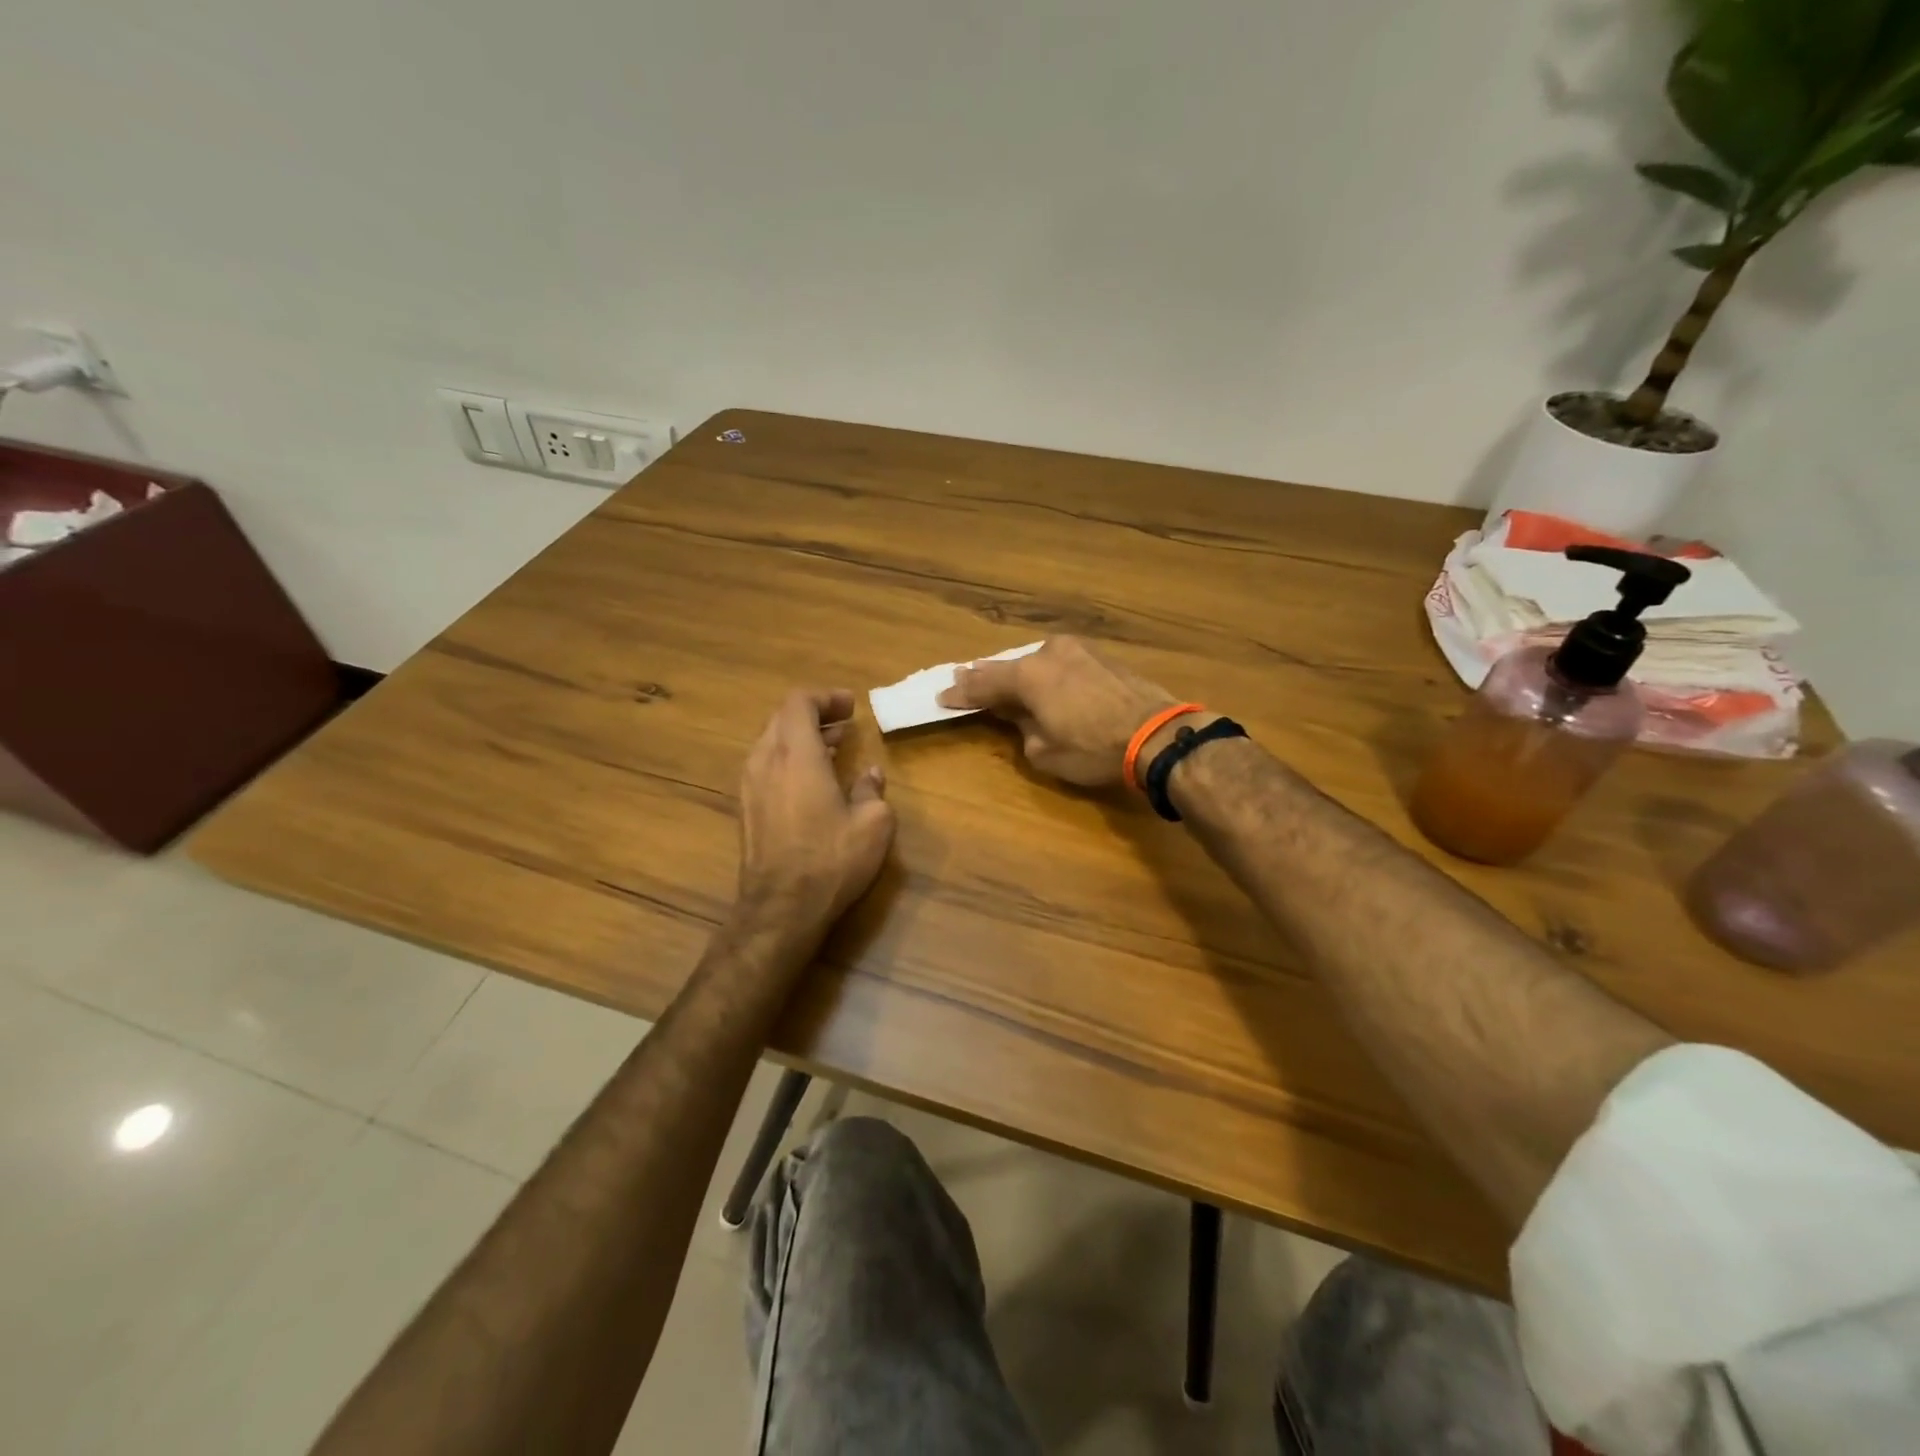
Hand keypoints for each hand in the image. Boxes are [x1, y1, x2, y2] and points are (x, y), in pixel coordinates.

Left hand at [735, 689, 894, 938]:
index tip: (851, 706)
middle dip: (814, 715)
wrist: (781, 908)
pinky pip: (765, 766)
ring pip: (771, 742)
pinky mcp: (745, 808)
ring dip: (801, 737)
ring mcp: (750, 785)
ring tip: (832, 748)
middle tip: (845, 724)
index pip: (800, 702)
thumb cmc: (831, 859)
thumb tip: (870, 774)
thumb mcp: (872, 823)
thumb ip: (871, 790)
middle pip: (782, 718)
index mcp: (796, 753)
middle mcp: (765, 760)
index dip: (825, 697)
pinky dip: (788, 759)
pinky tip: (812, 780)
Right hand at [938, 636, 1189, 786]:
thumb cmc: (1093, 748)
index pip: (983, 684)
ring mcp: (1078, 651)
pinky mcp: (1101, 657)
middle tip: (962, 678)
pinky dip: (1045, 673)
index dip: (961, 693)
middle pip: (1007, 666)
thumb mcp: (1044, 752)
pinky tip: (1041, 679)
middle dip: (984, 676)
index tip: (941, 696)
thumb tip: (1021, 716)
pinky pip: (1060, 664)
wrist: (1158, 735)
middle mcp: (1048, 654)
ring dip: (1018, 673)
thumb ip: (1022, 729)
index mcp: (1028, 675)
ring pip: (1036, 662)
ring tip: (999, 677)